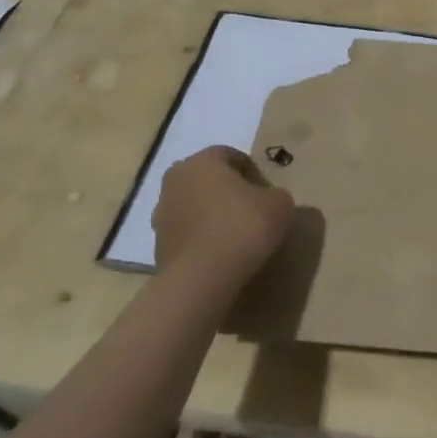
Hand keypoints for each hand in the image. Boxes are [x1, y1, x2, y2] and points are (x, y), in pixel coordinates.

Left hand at [152, 145, 295, 285]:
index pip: (232, 156)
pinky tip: (219, 255)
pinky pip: (186, 233)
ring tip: (234, 237)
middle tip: (250, 211)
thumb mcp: (280, 204)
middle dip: (228, 191)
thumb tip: (268, 201)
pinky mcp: (157, 245)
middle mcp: (176, 179)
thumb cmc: (242, 228)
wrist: (201, 281)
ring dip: (211, 215)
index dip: (253, 173)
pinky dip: (201, 239)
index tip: (266, 194)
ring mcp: (161, 214)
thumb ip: (275, 194)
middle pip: (208, 179)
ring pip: (194, 206)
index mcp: (203, 160)